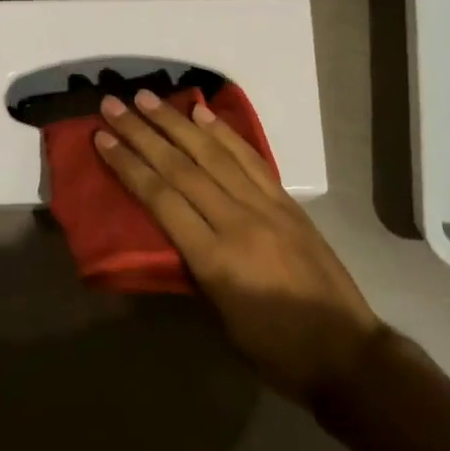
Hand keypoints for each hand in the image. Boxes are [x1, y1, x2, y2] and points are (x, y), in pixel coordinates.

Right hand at [93, 89, 382, 405]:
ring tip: (149, 99)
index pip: (162, 199)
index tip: (103, 139)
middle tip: (114, 104)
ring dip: (178, 122)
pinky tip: (203, 114)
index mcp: (216, 259)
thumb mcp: (221, 319)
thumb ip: (193, 268)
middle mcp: (238, 221)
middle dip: (144, 133)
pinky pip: (250, 158)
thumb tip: (170, 230)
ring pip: (214, 154)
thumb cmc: (276, 350)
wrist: (346, 351)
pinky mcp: (287, 201)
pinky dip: (224, 133)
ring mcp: (267, 206)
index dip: (129, 166)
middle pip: (182, 167)